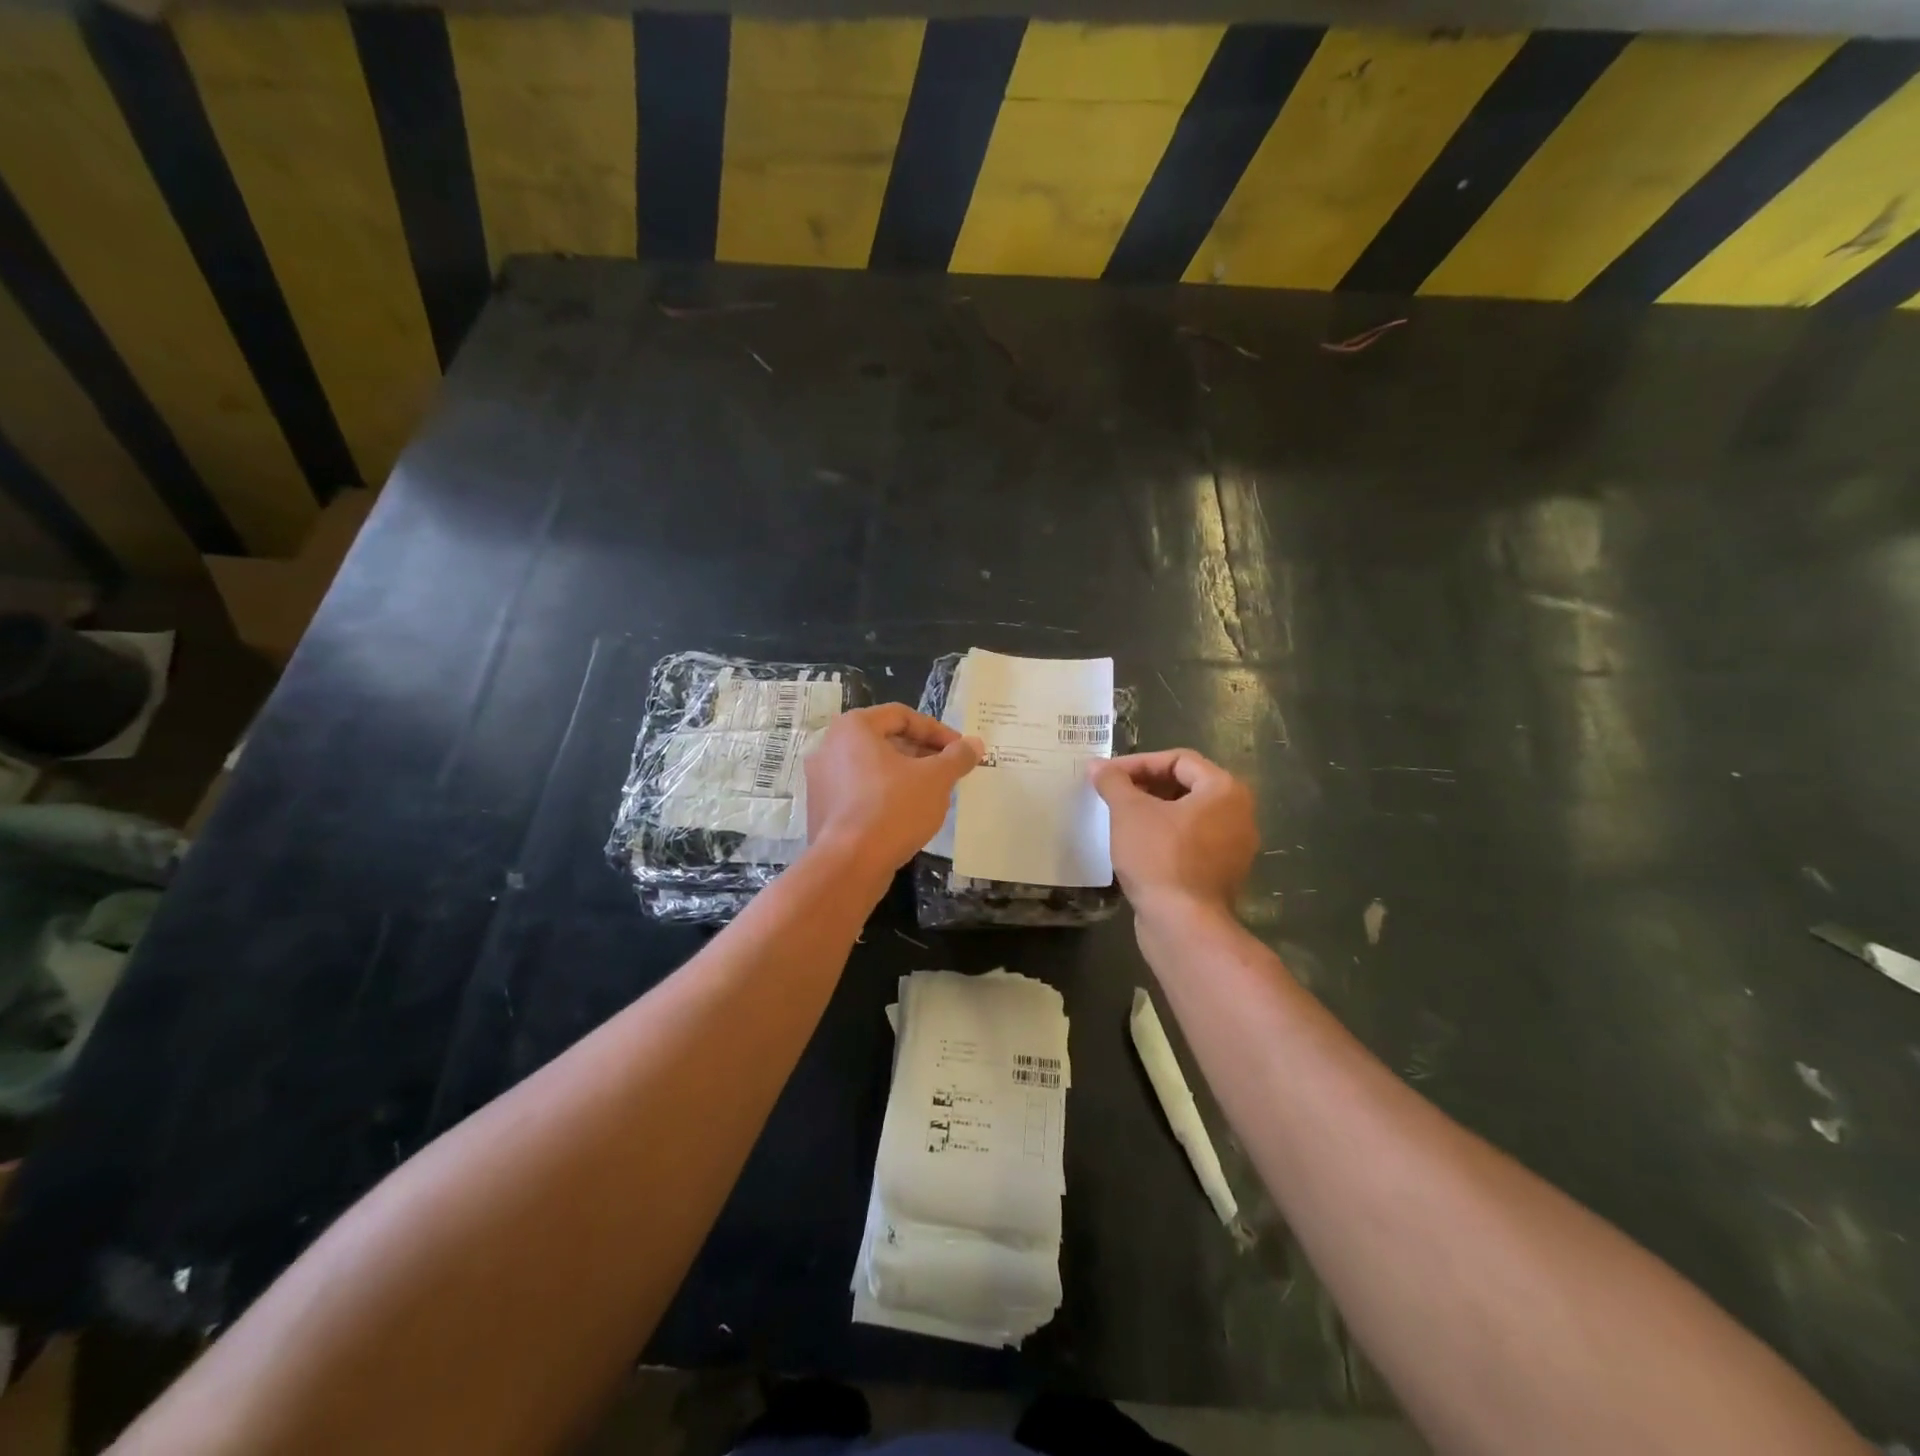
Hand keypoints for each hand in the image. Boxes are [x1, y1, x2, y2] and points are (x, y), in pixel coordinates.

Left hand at [804, 705, 982, 878]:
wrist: (849, 864)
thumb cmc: (893, 808)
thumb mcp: (936, 779)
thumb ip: (957, 757)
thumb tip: (974, 744)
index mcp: (853, 727)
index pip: (901, 715)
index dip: (936, 731)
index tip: (960, 750)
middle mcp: (830, 746)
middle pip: (885, 740)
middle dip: (922, 753)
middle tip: (949, 770)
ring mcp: (821, 780)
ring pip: (872, 767)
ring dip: (905, 775)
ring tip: (933, 793)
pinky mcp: (822, 809)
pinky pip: (859, 791)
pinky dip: (885, 795)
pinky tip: (907, 814)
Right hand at [1091, 749, 1257, 919]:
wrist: (1183, 925)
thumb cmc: (1159, 858)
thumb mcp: (1129, 812)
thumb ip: (1113, 782)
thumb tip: (1097, 766)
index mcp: (1225, 790)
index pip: (1178, 760)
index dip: (1138, 763)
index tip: (1107, 775)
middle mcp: (1239, 813)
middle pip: (1186, 785)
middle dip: (1146, 785)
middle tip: (1112, 793)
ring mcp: (1234, 846)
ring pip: (1188, 815)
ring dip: (1153, 811)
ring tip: (1120, 817)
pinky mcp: (1222, 873)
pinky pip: (1192, 841)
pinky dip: (1165, 836)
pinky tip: (1136, 845)